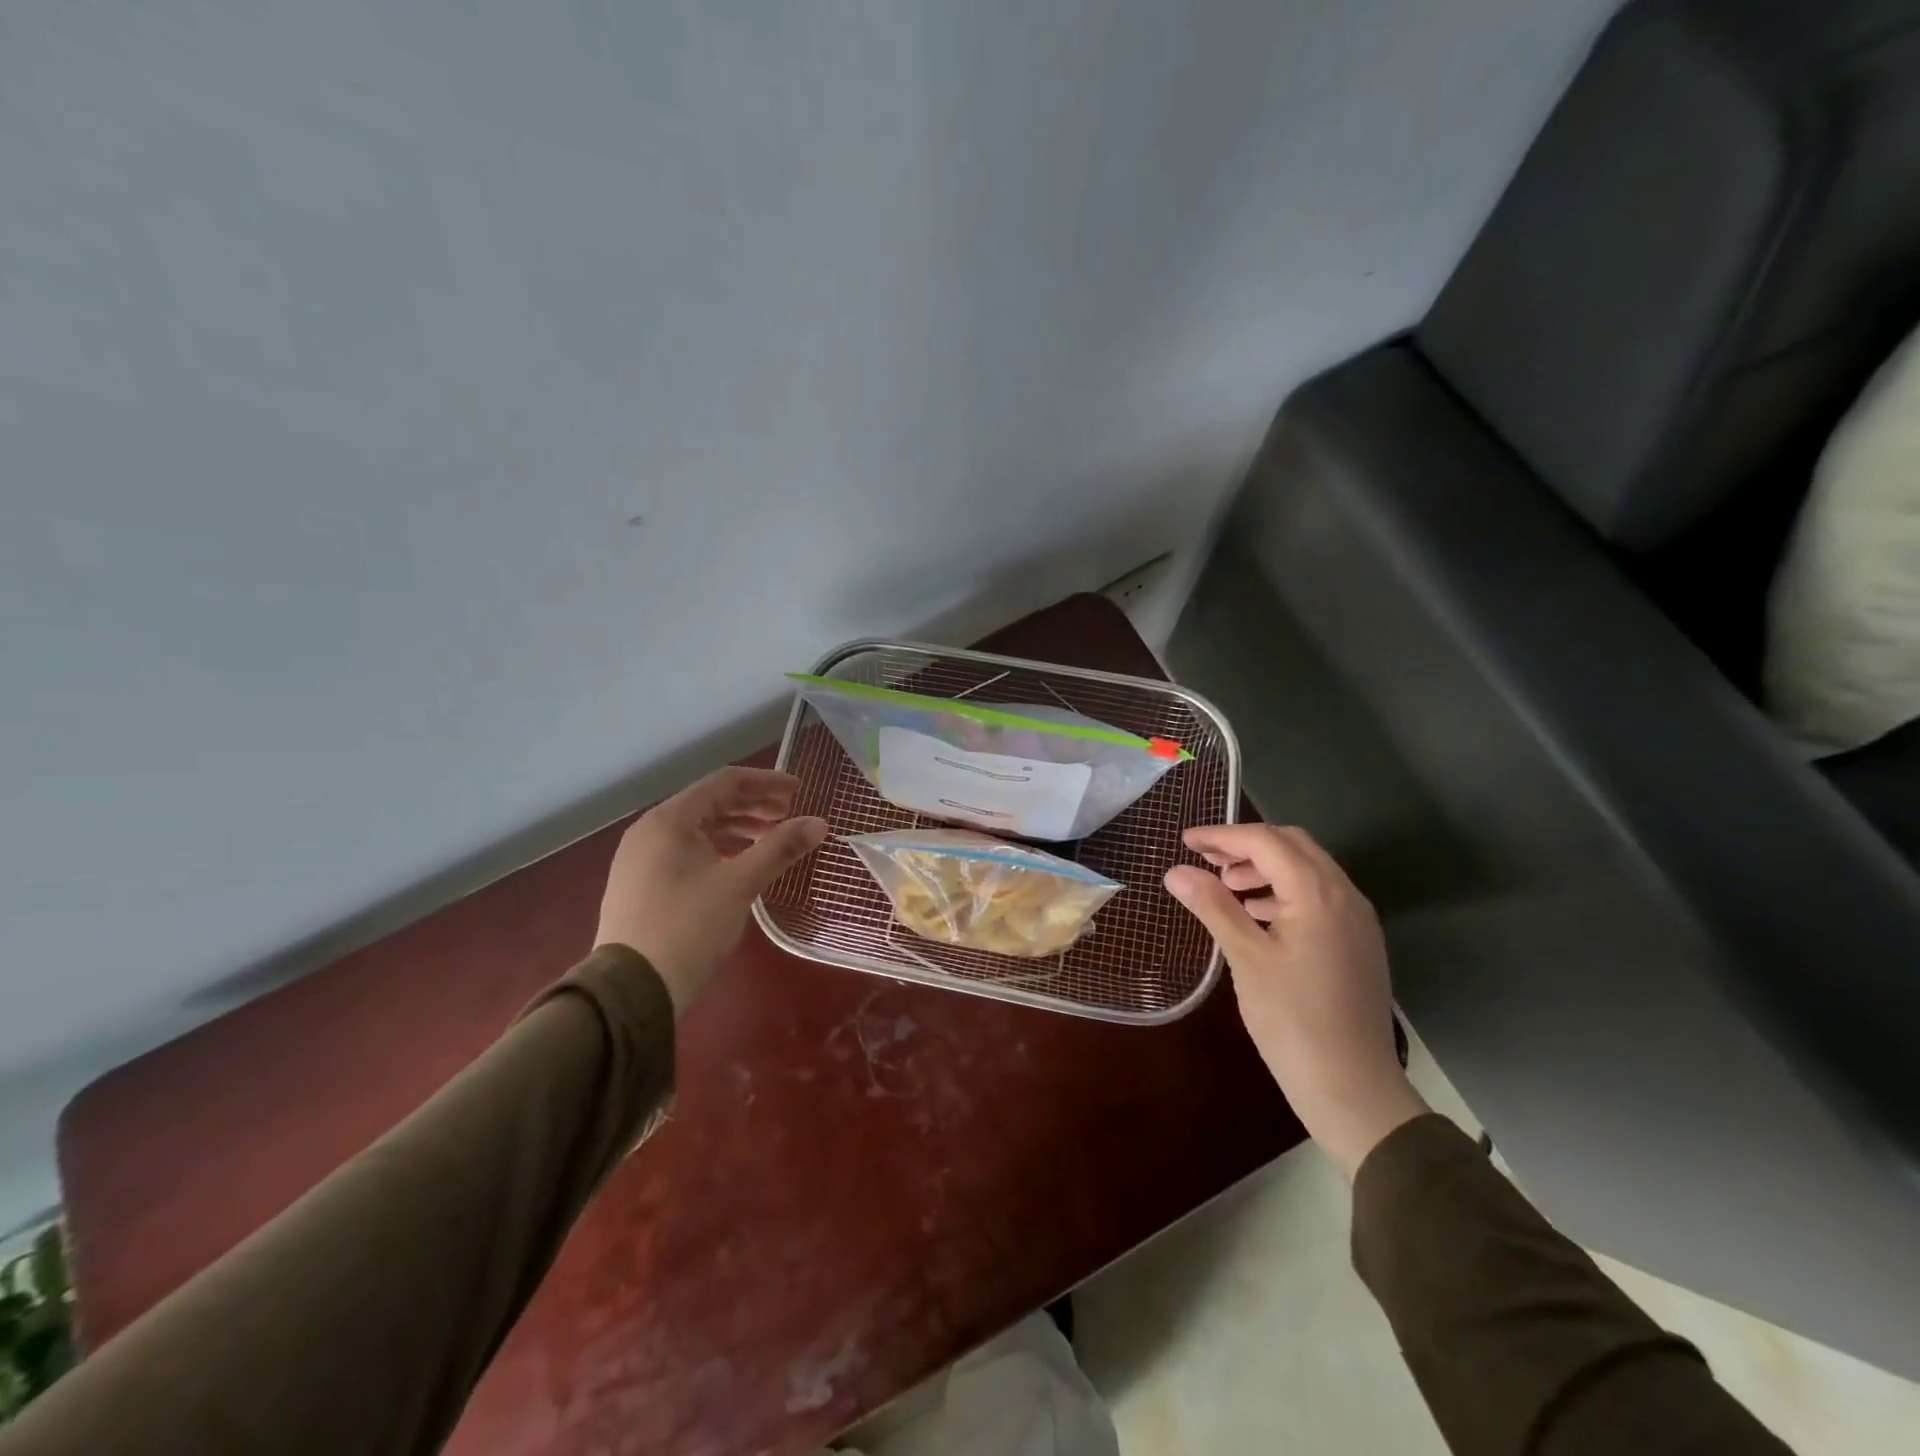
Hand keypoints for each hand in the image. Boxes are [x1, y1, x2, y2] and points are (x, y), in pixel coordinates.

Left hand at [596, 767, 828, 1013]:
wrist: (631, 990)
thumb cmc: (688, 927)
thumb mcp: (740, 884)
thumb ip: (780, 848)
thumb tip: (820, 823)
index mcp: (669, 820)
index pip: (724, 782)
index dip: (765, 782)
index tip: (798, 790)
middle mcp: (650, 830)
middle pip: (710, 802)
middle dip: (753, 805)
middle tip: (789, 814)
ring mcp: (641, 858)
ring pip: (697, 828)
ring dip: (737, 827)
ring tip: (769, 838)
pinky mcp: (641, 883)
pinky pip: (685, 850)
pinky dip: (717, 848)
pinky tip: (738, 864)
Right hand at [1164, 824, 1426, 1177]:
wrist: (1353, 1088)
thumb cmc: (1293, 1020)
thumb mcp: (1246, 958)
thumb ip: (1213, 906)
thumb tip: (1176, 872)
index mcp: (1318, 893)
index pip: (1266, 842)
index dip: (1223, 835)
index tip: (1187, 842)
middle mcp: (1345, 895)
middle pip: (1293, 846)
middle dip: (1247, 845)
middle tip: (1207, 860)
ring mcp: (1357, 920)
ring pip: (1308, 869)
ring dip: (1266, 867)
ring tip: (1227, 887)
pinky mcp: (1358, 942)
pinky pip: (1318, 896)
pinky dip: (1284, 891)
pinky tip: (1257, 915)